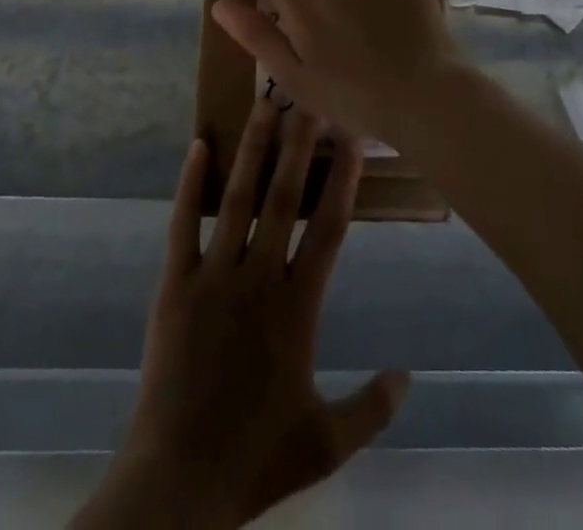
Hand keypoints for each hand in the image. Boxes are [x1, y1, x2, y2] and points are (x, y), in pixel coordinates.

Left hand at [73, 100, 408, 529]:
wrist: (176, 484)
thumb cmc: (254, 458)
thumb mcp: (324, 444)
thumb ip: (371, 408)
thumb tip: (409, 376)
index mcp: (297, 308)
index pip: (327, 229)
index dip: (342, 180)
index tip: (352, 139)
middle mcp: (258, 278)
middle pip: (283, 198)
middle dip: (298, 144)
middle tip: (308, 98)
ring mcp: (213, 276)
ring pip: (237, 198)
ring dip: (252, 149)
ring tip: (262, 106)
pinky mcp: (174, 284)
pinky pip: (182, 223)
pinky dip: (190, 184)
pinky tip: (197, 146)